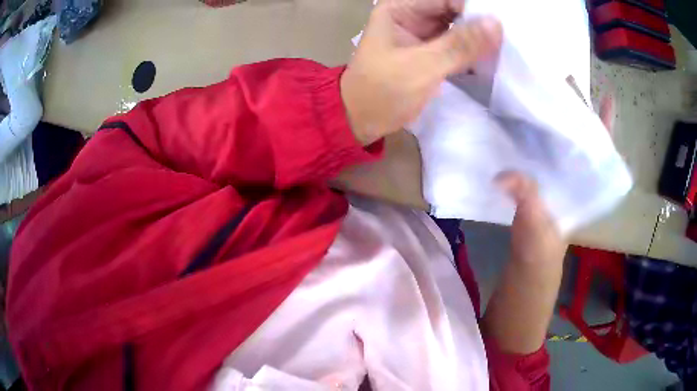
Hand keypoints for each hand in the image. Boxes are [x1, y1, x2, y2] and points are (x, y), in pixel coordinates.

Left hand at [341, 0, 501, 144]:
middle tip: (510, 37)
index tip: (503, 24)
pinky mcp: (428, 53)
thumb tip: (496, 24)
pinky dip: (471, 51)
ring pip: (457, 28)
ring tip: (506, 47)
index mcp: (400, 8)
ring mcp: (421, 34)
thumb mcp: (422, 66)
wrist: (361, 120)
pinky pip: (456, 45)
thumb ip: (460, 45)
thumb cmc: (382, 91)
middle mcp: (411, 15)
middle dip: (480, 22)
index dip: (474, 8)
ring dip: (478, 38)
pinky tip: (490, 58)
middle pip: (454, 10)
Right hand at [496, 93, 614, 264]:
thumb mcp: (536, 226)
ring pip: (562, 137)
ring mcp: (558, 172)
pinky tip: (522, 116)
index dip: (606, 122)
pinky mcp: (541, 175)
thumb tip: (503, 175)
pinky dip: (535, 130)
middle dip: (575, 106)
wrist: (529, 261)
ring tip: (541, 88)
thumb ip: (526, 199)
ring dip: (554, 114)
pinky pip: (541, 147)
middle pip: (581, 133)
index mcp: (585, 181)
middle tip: (561, 77)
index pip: (602, 147)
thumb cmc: (541, 247)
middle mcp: (575, 172)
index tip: (607, 94)